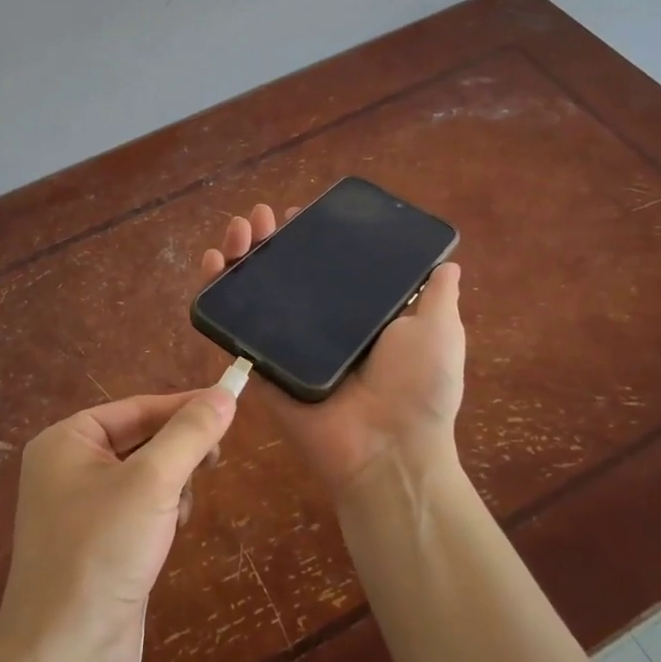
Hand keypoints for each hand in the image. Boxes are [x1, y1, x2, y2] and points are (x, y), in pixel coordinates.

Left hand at [0, 389, 235, 661]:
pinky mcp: (97, 545)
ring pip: (144, 476)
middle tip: (214, 461)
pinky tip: (171, 534)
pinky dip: (162, 514)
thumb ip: (190, 434)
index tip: (229, 405)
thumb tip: (226, 393)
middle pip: (140, 439)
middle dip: (177, 453)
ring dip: (172, 487)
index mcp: (66, 441)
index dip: (184, 406)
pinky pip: (138, 508)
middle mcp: (67, 468)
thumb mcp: (153, 482)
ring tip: (181, 511)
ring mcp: (79, 509)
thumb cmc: (103, 551)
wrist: (66, 655)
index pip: (136, 407)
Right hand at [200, 203, 465, 500]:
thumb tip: (448, 263)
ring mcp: (284, 343)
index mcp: (353, 313)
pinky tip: (212, 261)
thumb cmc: (418, 387)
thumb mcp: (439, 331)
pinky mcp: (258, 362)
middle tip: (260, 216)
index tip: (297, 212)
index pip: (323, 265)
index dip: (307, 237)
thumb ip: (436, 296)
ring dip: (239, 252)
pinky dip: (214, 292)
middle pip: (281, 270)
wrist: (387, 449)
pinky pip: (230, 325)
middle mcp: (316, 324)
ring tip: (237, 228)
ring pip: (252, 289)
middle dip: (267, 237)